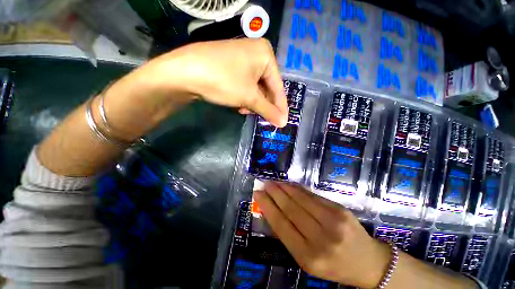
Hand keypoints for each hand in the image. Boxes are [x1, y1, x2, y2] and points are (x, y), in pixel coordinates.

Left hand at [37, 38, 287, 175]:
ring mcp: (242, 60)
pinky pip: (248, 87)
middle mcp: (254, 54)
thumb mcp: (245, 96)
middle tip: (264, 119)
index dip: (281, 106)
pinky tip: (239, 104)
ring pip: (258, 87)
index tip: (283, 123)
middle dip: (267, 104)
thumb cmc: (211, 80)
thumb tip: (282, 121)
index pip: (279, 85)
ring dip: (255, 102)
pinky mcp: (232, 68)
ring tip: (247, 110)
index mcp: (261, 54)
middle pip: (269, 86)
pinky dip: (247, 98)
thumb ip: (266, 108)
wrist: (175, 73)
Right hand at [254, 182, 390, 287]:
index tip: (258, 194)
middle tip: (265, 183)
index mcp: (308, 257)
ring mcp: (332, 222)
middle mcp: (320, 238)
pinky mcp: (340, 210)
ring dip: (285, 188)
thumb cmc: (333, 265)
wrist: (367, 262)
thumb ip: (289, 236)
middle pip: (290, 209)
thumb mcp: (307, 260)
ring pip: (301, 199)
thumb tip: (272, 211)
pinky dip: (299, 189)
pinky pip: (313, 196)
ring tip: (274, 182)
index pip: (281, 225)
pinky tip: (290, 185)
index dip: (267, 206)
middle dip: (274, 193)